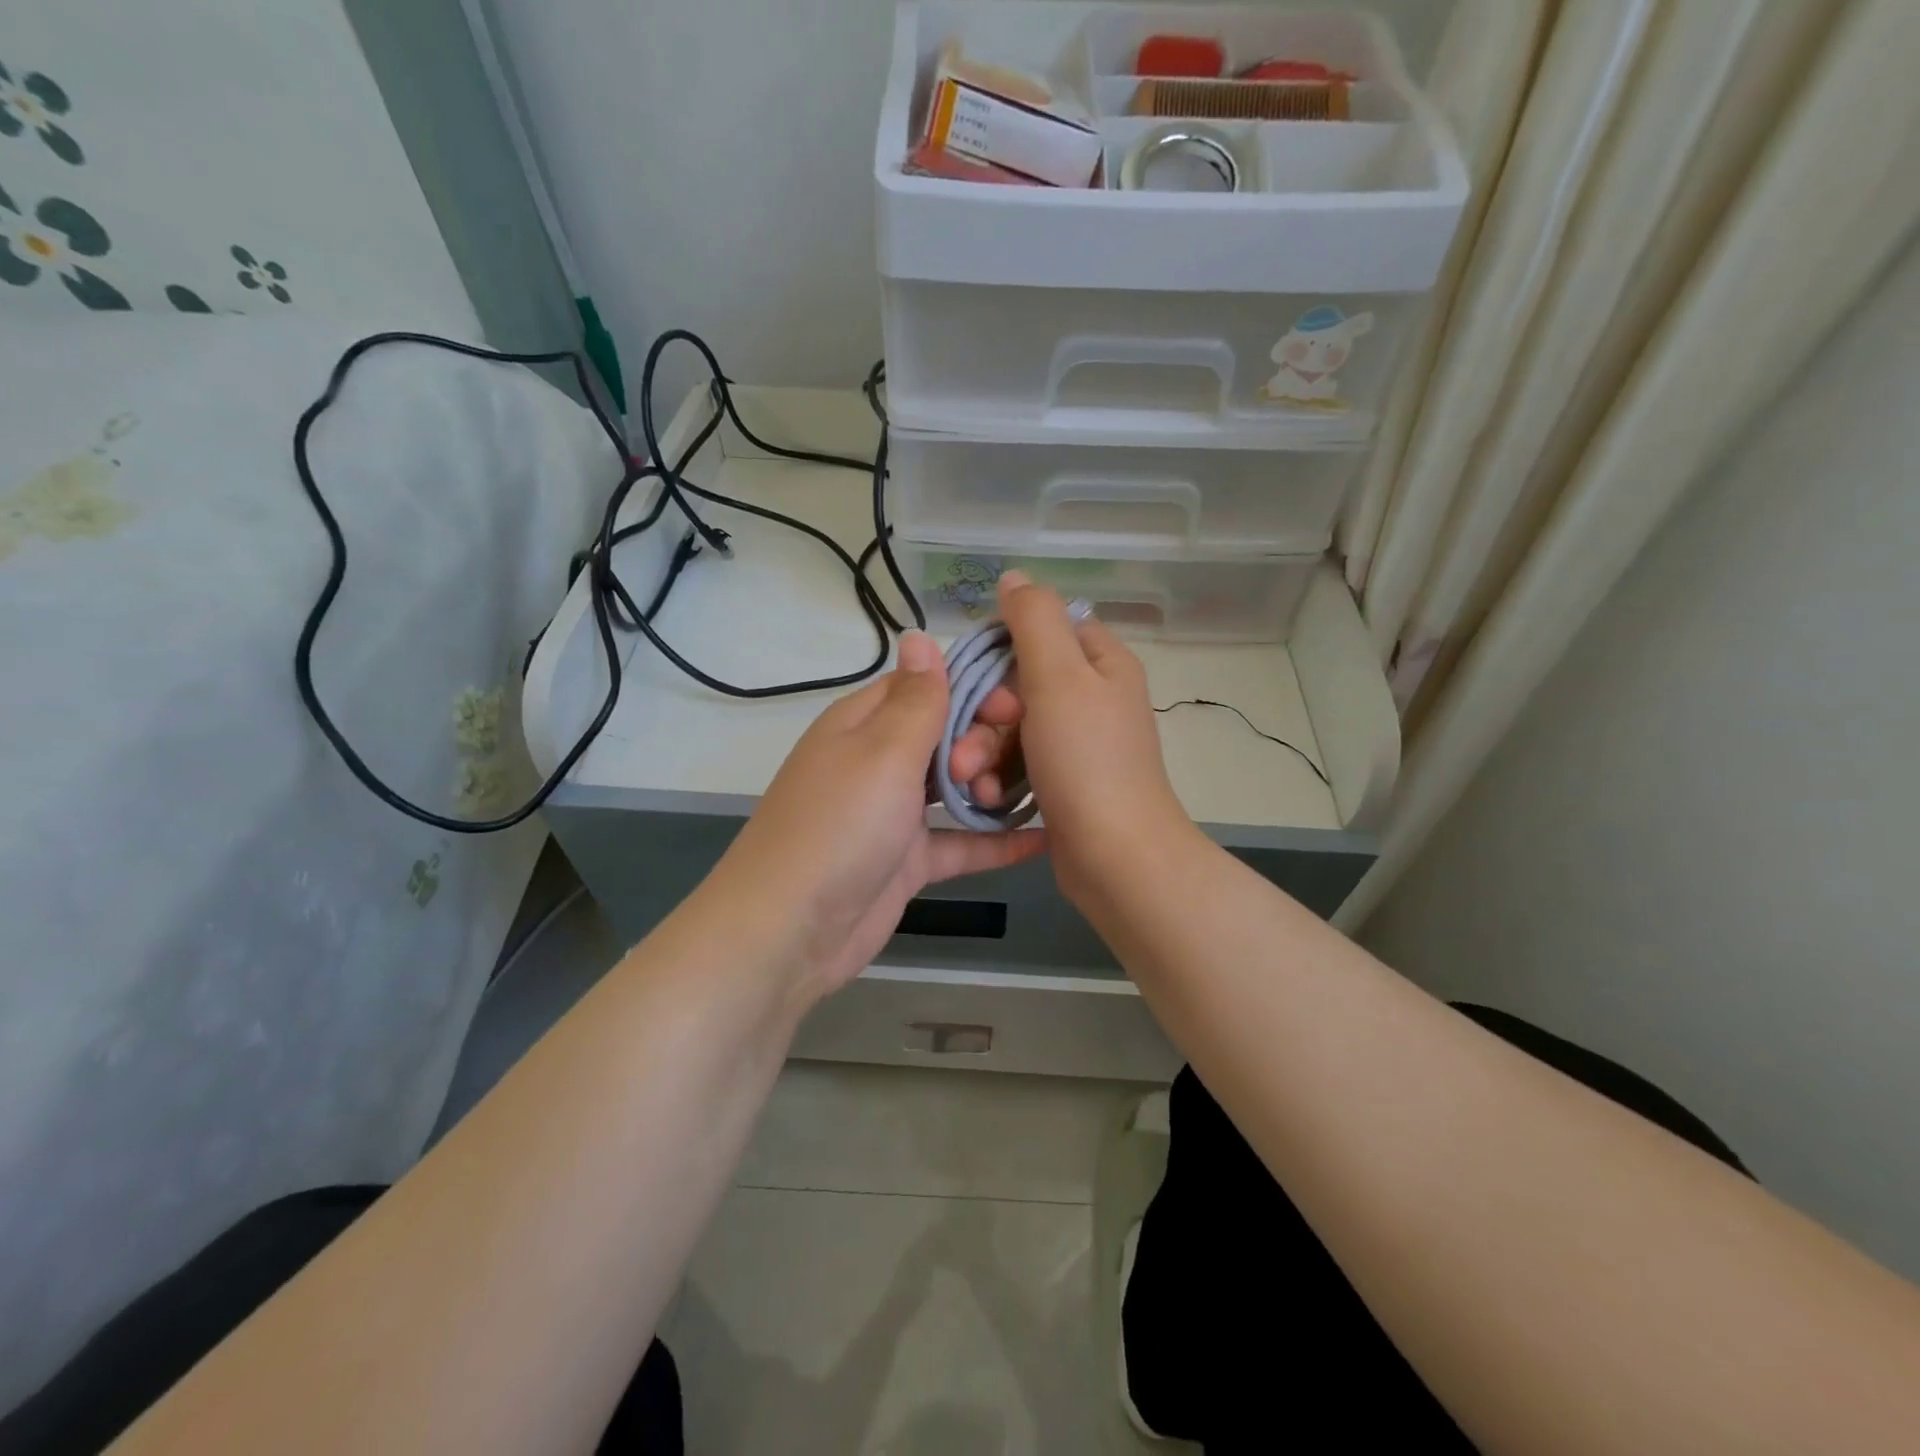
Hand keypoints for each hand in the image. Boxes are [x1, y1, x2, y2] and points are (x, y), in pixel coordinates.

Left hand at [714, 630, 1044, 998]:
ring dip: (989, 787)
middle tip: (981, 773)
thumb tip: (919, 634)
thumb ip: (916, 698)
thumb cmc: (840, 826)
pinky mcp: (907, 861)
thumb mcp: (883, 752)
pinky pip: (959, 842)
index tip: (1015, 707)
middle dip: (980, 743)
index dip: (974, 689)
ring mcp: (893, 813)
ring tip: (1009, 800)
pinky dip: (995, 841)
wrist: (791, 931)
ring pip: (955, 786)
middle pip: (946, 734)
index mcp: (864, 722)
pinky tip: (1044, 839)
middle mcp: (878, 760)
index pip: (927, 685)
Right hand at [953, 572, 1196, 908]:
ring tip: (967, 780)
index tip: (977, 679)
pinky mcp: (1062, 781)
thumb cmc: (1087, 760)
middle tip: (966, 746)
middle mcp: (1092, 697)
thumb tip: (1016, 577)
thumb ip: (1034, 620)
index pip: (1043, 628)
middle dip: (983, 716)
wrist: (1116, 857)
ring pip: (1011, 727)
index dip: (1001, 647)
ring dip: (981, 751)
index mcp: (1100, 662)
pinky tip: (983, 797)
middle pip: (1018, 684)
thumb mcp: (1058, 677)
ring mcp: (1077, 743)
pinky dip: (997, 776)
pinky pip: (1017, 763)